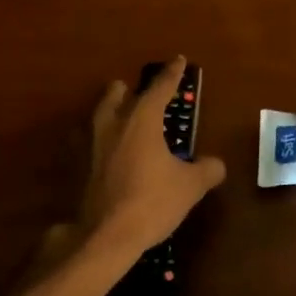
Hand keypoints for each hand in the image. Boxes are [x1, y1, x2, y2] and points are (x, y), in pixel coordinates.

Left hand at [76, 58, 225, 255]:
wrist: (106, 235)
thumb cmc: (152, 202)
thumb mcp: (191, 186)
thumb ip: (207, 170)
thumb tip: (216, 165)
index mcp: (140, 121)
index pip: (159, 89)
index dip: (172, 74)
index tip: (178, 60)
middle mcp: (112, 126)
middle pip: (115, 96)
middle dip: (126, 90)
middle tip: (134, 91)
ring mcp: (91, 147)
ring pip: (98, 117)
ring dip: (109, 112)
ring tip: (120, 119)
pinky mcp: (79, 169)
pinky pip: (89, 144)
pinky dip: (99, 142)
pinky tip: (107, 155)